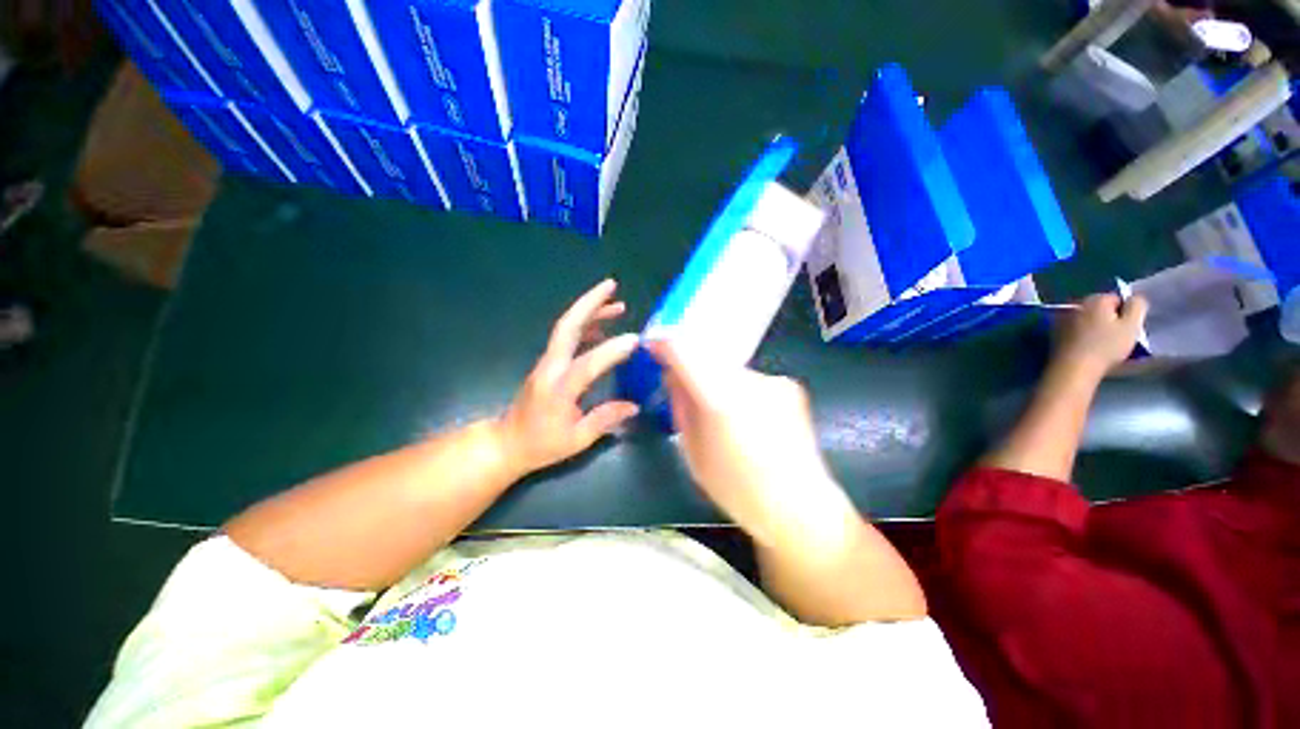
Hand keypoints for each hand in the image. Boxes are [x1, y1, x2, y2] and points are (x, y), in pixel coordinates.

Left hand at [495, 280, 640, 477]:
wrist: (508, 442)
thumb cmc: (542, 444)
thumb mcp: (577, 439)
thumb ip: (605, 419)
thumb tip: (634, 405)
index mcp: (558, 389)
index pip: (586, 364)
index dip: (610, 351)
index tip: (635, 340)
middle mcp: (551, 368)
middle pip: (567, 327)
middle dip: (589, 303)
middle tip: (612, 286)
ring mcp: (548, 362)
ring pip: (567, 327)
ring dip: (590, 310)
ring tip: (617, 304)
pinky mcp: (549, 362)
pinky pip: (568, 337)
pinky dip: (586, 326)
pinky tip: (602, 327)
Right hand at [649, 342, 853, 547]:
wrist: (798, 504)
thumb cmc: (736, 488)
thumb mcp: (693, 451)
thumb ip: (681, 405)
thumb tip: (672, 375)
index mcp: (720, 399)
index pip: (684, 351)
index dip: (665, 344)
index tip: (654, 347)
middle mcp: (748, 380)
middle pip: (707, 356)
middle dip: (692, 366)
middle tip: (685, 387)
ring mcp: (772, 380)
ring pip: (729, 369)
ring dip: (717, 381)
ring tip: (721, 413)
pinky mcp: (789, 385)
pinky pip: (751, 380)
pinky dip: (740, 390)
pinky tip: (748, 418)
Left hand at [1054, 293, 1148, 378]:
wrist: (1072, 368)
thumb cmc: (1105, 347)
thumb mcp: (1131, 325)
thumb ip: (1137, 306)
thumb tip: (1134, 297)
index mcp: (1095, 299)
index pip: (1117, 299)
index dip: (1125, 313)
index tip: (1126, 328)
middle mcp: (1076, 304)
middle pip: (1100, 308)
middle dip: (1110, 319)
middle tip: (1115, 336)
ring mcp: (1062, 318)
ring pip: (1087, 319)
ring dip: (1095, 327)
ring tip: (1101, 344)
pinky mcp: (1054, 332)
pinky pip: (1074, 329)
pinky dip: (1082, 335)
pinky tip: (1086, 348)